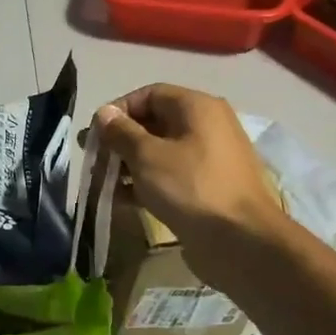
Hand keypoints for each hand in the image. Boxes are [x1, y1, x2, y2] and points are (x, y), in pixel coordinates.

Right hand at [93, 85, 284, 292]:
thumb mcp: (147, 156)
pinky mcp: (208, 185)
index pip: (149, 94)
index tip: (95, 134)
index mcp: (196, 107)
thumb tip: (104, 113)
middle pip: (154, 122)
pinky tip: (124, 198)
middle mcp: (207, 125)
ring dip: (130, 163)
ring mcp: (209, 157)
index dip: (118, 110)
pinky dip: (147, 181)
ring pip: (161, 151)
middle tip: (95, 160)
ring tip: (104, 183)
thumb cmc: (190, 187)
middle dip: (121, 140)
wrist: (241, 239)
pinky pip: (171, 174)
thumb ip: (121, 132)